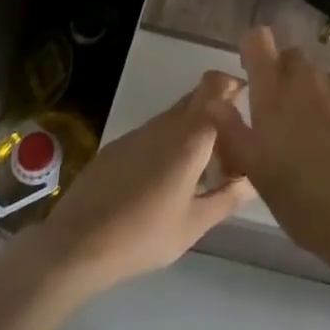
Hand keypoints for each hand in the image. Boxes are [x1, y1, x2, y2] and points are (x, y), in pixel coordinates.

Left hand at [31, 72, 252, 294]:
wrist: (75, 244)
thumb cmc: (143, 235)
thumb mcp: (193, 225)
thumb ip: (228, 198)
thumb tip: (255, 180)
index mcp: (190, 136)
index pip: (217, 88)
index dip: (234, 86)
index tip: (248, 104)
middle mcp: (166, 123)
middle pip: (198, 96)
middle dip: (218, 109)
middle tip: (232, 144)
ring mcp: (139, 132)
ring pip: (176, 116)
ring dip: (194, 130)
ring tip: (203, 170)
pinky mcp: (119, 146)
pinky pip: (155, 132)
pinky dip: (170, 143)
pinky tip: (166, 180)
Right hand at [203, 29, 329, 265]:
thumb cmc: (304, 202)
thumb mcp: (258, 172)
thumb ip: (233, 130)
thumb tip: (213, 100)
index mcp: (273, 94)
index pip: (258, 41)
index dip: (256, 51)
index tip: (256, 70)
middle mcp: (308, 77)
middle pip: (294, 58)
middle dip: (290, 78)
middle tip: (294, 118)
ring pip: (327, 78)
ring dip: (324, 97)